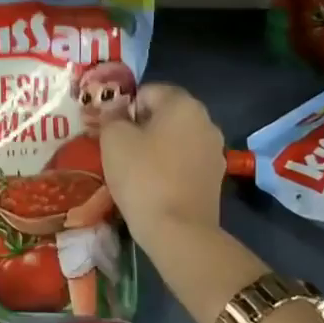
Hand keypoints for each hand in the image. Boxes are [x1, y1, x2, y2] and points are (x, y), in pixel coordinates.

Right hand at [99, 84, 225, 241]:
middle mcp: (205, 120)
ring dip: (155, 147)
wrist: (178, 230)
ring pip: (175, 138)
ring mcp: (214, 150)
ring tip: (134, 170)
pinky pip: (184, 161)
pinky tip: (153, 185)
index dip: (123, 108)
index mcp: (182, 103)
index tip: (108, 131)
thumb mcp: (113, 139)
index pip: (147, 91)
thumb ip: (111, 116)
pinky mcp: (215, 177)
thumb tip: (114, 109)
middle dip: (140, 127)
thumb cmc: (142, 176)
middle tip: (116, 149)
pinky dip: (169, 166)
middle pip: (164, 114)